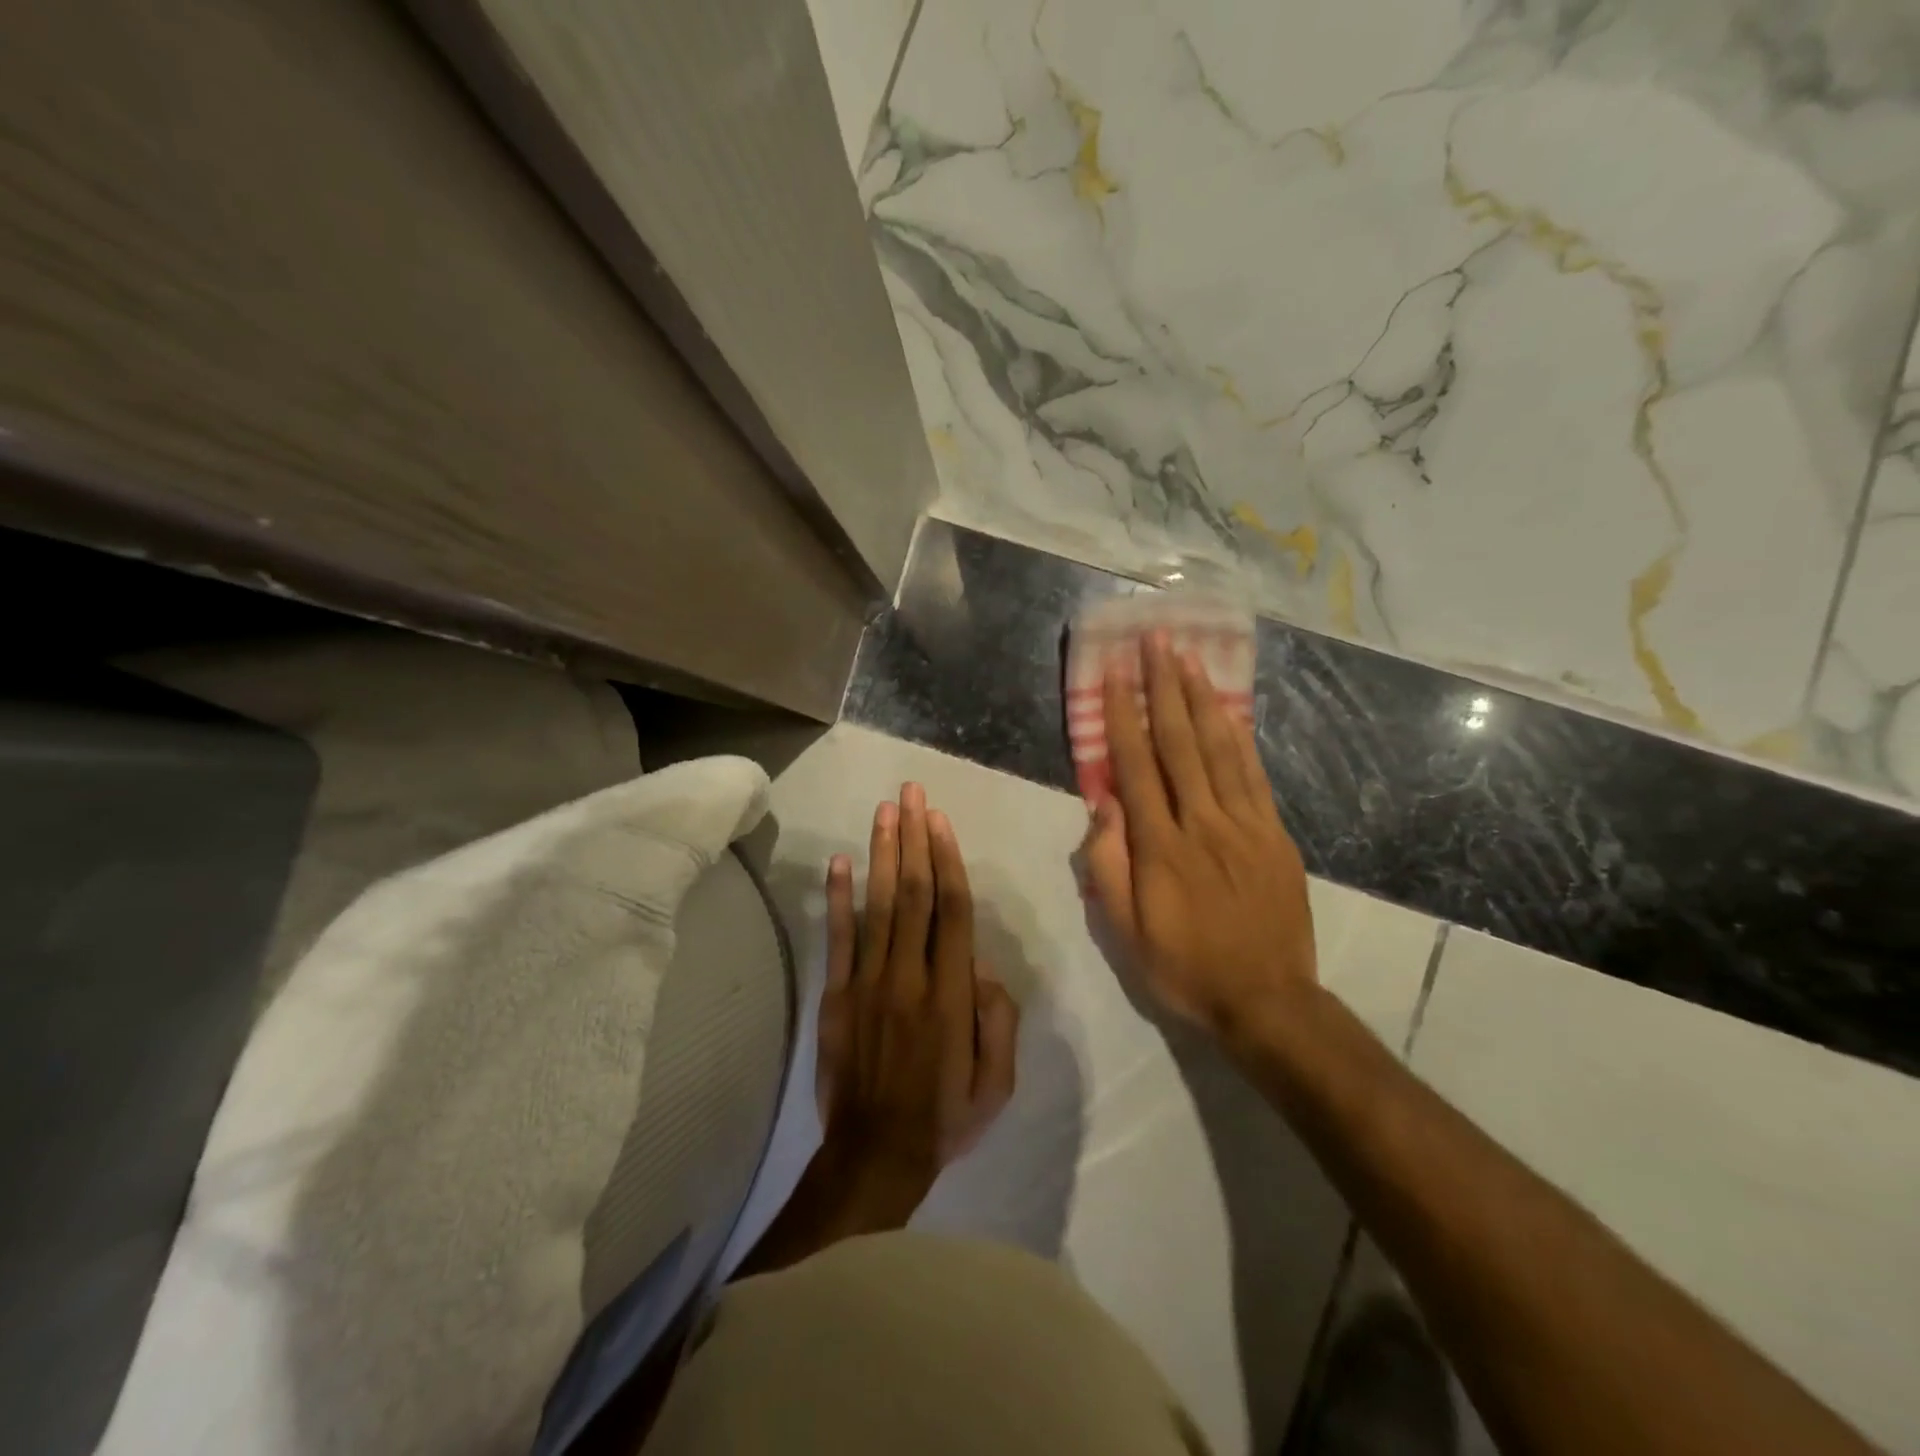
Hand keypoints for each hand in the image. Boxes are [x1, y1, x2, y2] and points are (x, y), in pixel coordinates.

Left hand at [816, 783, 1020, 1200]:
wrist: (874, 1155)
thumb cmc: (943, 1117)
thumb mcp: (996, 1083)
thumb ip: (999, 1021)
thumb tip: (984, 969)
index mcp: (950, 994)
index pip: (952, 911)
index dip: (948, 860)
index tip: (940, 820)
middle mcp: (908, 976)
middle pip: (914, 893)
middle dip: (914, 838)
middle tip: (910, 792)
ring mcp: (867, 982)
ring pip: (878, 905)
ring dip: (882, 854)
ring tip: (884, 811)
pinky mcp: (836, 995)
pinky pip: (839, 939)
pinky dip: (839, 899)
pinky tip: (840, 862)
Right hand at [1080, 630, 1317, 1037]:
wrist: (1267, 999)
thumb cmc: (1184, 966)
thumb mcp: (1125, 931)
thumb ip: (1108, 867)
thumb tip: (1103, 807)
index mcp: (1161, 847)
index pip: (1135, 767)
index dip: (1122, 717)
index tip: (1113, 675)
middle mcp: (1202, 823)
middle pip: (1179, 743)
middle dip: (1162, 687)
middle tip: (1155, 641)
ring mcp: (1244, 825)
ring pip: (1218, 749)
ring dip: (1199, 699)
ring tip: (1186, 658)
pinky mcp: (1274, 834)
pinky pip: (1253, 775)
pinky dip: (1238, 737)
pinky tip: (1227, 709)